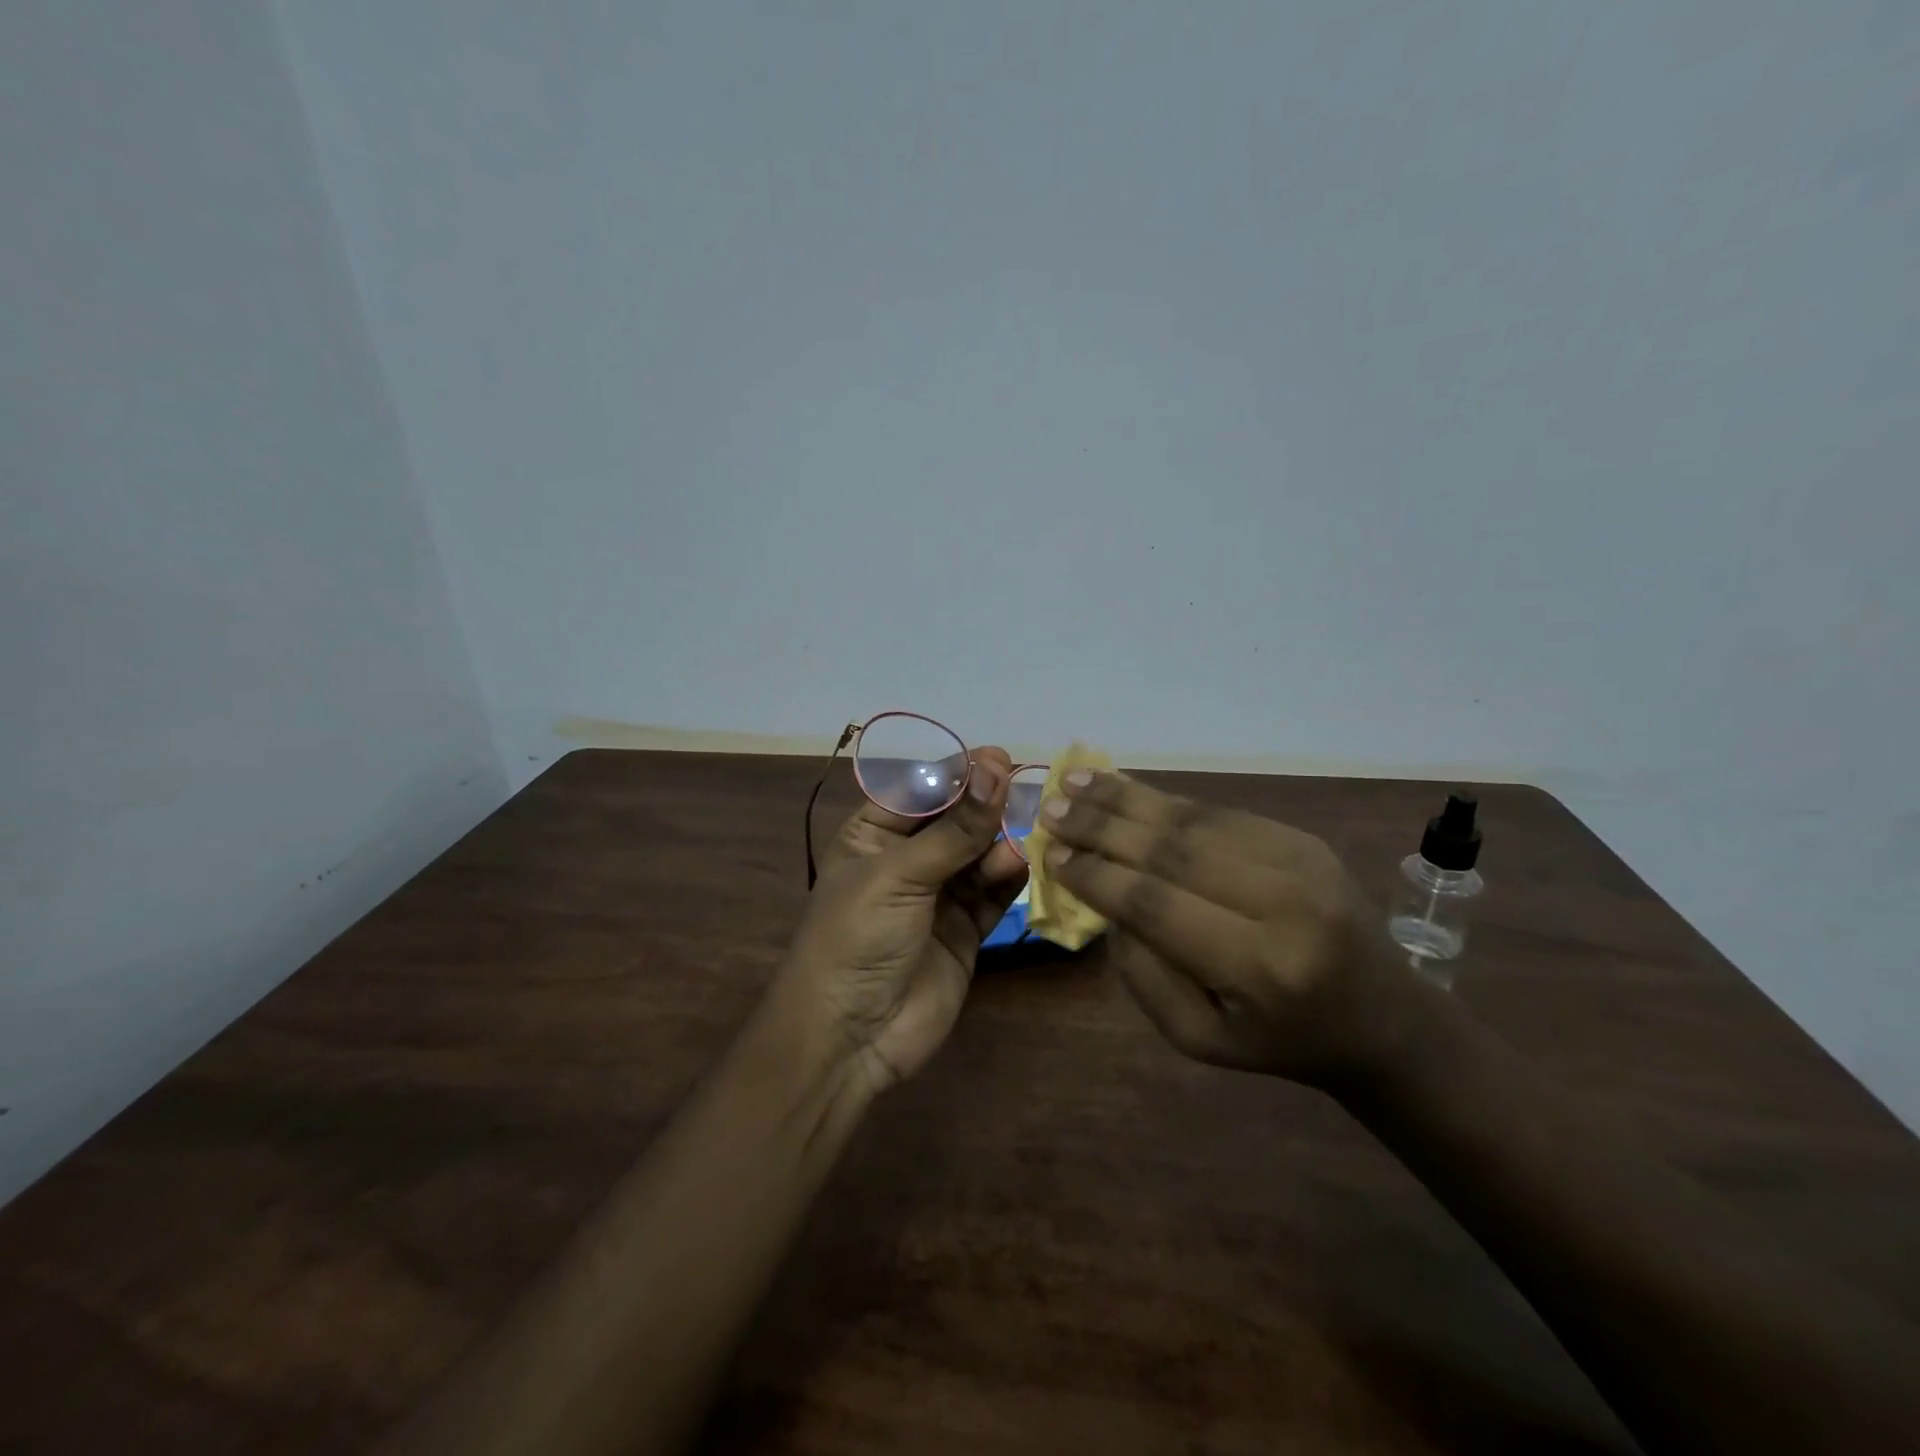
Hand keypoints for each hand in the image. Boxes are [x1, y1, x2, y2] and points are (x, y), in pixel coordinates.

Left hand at [773, 747, 1028, 1092]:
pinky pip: (993, 893)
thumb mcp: (899, 875)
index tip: (996, 757)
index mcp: (872, 835)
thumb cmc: (856, 937)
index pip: (920, 790)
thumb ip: (954, 828)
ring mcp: (938, 896)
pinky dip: (1008, 877)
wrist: (849, 1037)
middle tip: (1022, 788)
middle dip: (984, 805)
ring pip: (979, 854)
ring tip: (1016, 841)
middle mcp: (907, 860)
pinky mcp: (965, 930)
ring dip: (998, 842)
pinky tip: (1020, 864)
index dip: (956, 773)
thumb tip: (995, 766)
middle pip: (955, 819)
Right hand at [1038, 770, 1418, 1087]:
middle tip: (1050, 808)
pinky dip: (1162, 800)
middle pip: (1172, 851)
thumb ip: (1145, 975)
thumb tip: (1106, 898)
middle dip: (1102, 826)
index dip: (1099, 876)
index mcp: (1262, 967)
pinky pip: (1217, 812)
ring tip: (1072, 780)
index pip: (1158, 905)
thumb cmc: (1281, 1040)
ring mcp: (1300, 860)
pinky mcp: (1302, 838)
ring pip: (1193, 819)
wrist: (1383, 1016)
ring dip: (1125, 798)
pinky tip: (1121, 787)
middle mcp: (1285, 903)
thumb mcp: (1201, 1039)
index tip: (1053, 854)